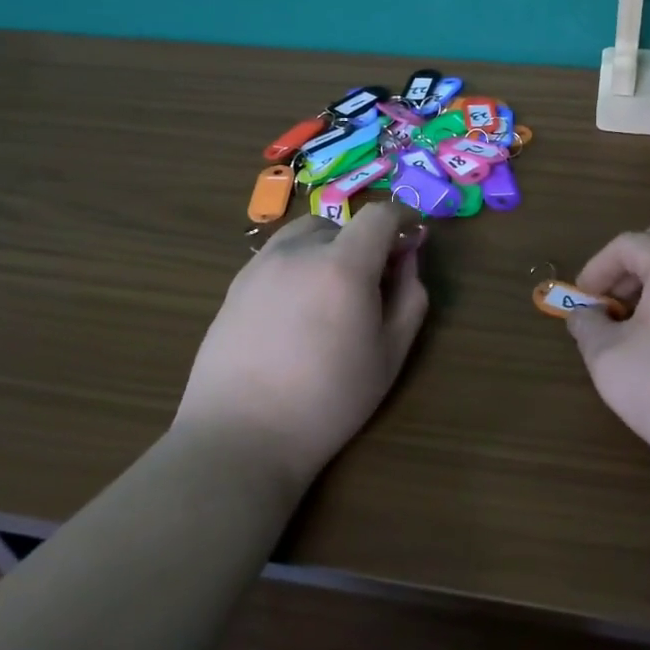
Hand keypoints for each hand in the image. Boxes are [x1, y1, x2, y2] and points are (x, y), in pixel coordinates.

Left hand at [176, 203, 428, 488]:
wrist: (241, 435)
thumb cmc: (329, 400)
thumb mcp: (390, 353)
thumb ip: (409, 296)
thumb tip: (408, 258)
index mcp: (343, 264)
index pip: (380, 215)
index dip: (403, 217)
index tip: (413, 237)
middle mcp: (299, 251)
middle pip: (342, 225)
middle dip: (366, 242)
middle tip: (375, 281)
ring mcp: (261, 264)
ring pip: (306, 235)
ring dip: (330, 247)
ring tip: (333, 291)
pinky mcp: (236, 284)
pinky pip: (278, 256)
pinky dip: (300, 263)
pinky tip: (298, 308)